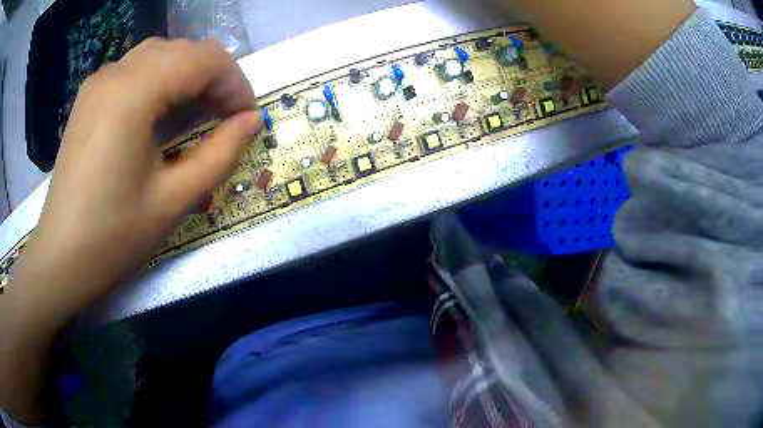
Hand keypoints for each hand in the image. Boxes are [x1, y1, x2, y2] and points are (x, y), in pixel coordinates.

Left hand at [0, 39, 261, 421]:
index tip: (246, 120)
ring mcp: (98, 81)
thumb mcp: (174, 200)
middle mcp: (115, 73)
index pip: (205, 58)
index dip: (235, 84)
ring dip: (188, 76)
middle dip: (214, 79)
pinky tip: (159, 114)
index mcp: (134, 93)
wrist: (60, 259)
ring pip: (160, 55)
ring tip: (195, 115)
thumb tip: (252, 121)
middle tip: (224, 120)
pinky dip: (160, 81)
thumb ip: (220, 154)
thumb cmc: (113, 238)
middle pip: (184, 50)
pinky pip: (135, 69)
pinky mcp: (89, 97)